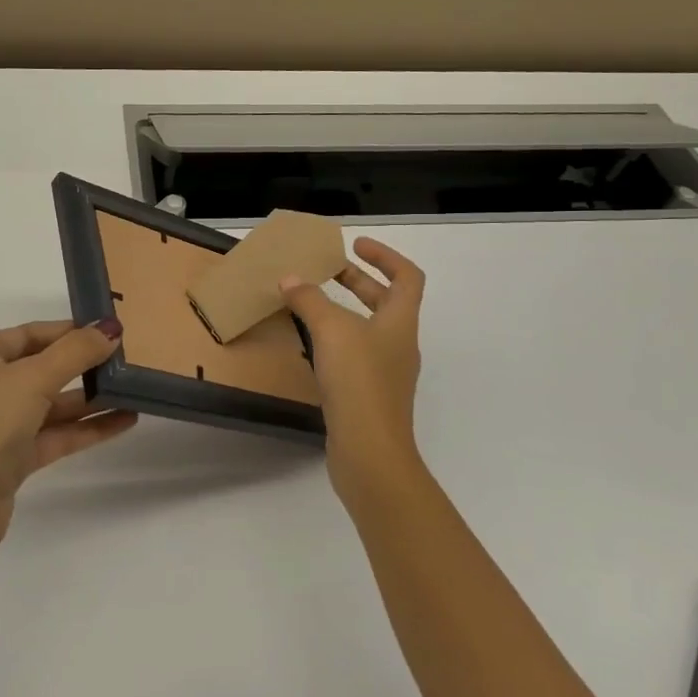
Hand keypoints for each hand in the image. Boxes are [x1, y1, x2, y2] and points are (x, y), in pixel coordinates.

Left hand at [0, 318, 136, 562]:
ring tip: (138, 390)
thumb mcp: (30, 379)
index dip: (73, 331)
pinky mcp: (10, 462)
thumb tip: (111, 327)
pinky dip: (86, 429)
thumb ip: (75, 352)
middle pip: (44, 367)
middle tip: (133, 359)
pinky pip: (55, 435)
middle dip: (85, 364)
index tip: (116, 330)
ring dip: (92, 398)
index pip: (33, 333)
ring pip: (52, 404)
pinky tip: (124, 421)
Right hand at [279, 239, 425, 504]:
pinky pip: (353, 355)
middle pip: (384, 301)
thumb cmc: (359, 382)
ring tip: (308, 303)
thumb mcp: (331, 331)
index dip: (385, 256)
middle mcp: (398, 344)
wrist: (370, 451)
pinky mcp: (368, 396)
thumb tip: (290, 279)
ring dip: (342, 311)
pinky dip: (334, 341)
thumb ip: (310, 301)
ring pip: (366, 329)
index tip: (355, 245)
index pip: (407, 277)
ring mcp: (385, 372)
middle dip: (356, 281)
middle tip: (324, 270)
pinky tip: (309, 345)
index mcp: (400, 322)